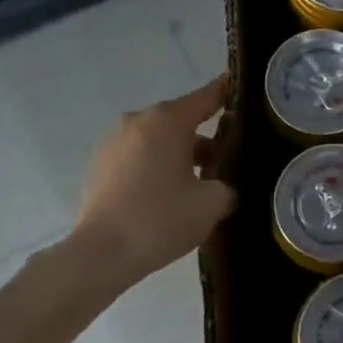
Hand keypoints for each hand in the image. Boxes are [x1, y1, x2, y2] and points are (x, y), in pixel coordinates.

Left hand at [74, 75, 236, 284]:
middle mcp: (137, 121)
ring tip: (199, 184)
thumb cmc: (161, 220)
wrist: (101, 254)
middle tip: (228, 160)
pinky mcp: (99, 166)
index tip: (243, 88)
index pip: (207, 97)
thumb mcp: (212, 204)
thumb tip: (223, 186)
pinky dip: (156, 168)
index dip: (228, 92)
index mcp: (167, 120)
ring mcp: (113, 142)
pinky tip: (168, 196)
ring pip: (158, 140)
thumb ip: (228, 186)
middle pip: (181, 121)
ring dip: (179, 155)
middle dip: (205, 137)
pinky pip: (138, 157)